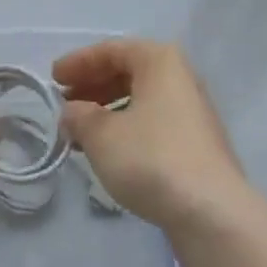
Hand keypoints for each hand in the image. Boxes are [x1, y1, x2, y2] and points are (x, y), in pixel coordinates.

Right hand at [53, 38, 251, 237]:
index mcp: (159, 60)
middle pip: (127, 72)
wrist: (213, 216)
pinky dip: (126, 131)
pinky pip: (153, 125)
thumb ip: (79, 116)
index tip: (53, 79)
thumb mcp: (102, 135)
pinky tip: (109, 154)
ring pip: (140, 101)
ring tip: (80, 134)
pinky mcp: (197, 147)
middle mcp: (179, 78)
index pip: (111, 50)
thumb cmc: (152, 159)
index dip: (78, 62)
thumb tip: (71, 113)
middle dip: (92, 87)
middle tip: (65, 105)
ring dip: (107, 112)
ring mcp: (192, 113)